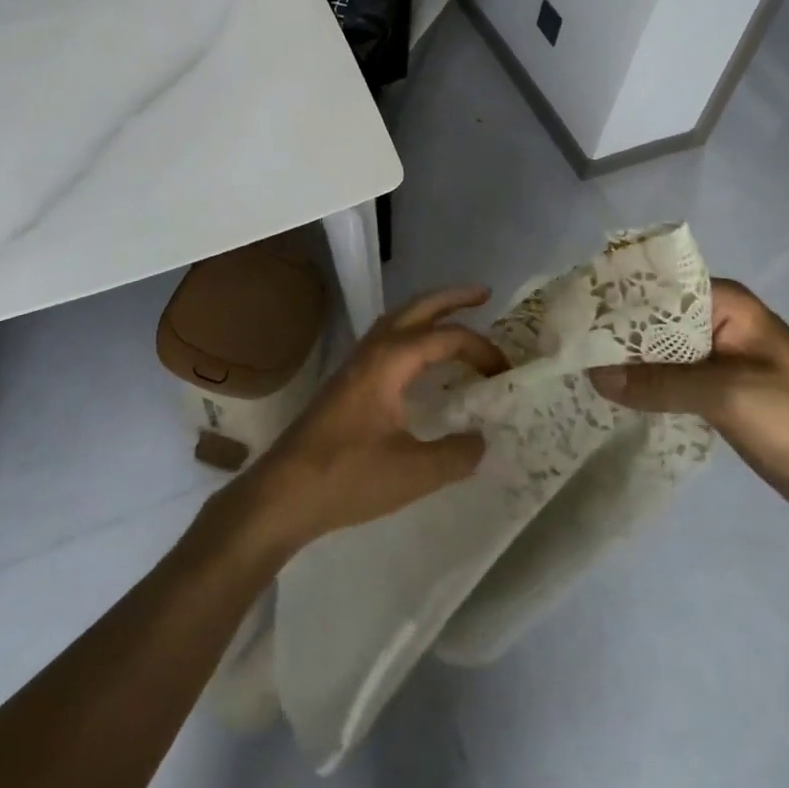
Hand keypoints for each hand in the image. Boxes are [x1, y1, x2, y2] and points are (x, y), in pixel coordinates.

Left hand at [238, 286, 506, 553]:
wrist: (283, 493)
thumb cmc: (347, 477)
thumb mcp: (414, 472)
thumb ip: (456, 454)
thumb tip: (481, 440)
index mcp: (390, 361)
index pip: (446, 338)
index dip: (481, 349)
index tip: (505, 372)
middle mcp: (372, 351)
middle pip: (417, 308)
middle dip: (452, 298)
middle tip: (485, 294)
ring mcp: (355, 364)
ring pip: (397, 321)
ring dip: (428, 314)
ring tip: (456, 319)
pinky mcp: (346, 382)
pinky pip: (386, 341)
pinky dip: (412, 336)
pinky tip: (420, 361)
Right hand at [589, 279, 788, 522]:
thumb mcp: (727, 394)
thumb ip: (660, 382)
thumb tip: (595, 374)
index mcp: (724, 303)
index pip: (655, 287)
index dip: (612, 298)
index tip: (567, 312)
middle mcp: (716, 322)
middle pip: (652, 319)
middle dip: (612, 332)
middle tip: (561, 343)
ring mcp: (715, 358)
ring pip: (657, 351)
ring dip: (625, 359)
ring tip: (573, 366)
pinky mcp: (715, 392)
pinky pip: (668, 379)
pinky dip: (643, 384)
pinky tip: (608, 393)